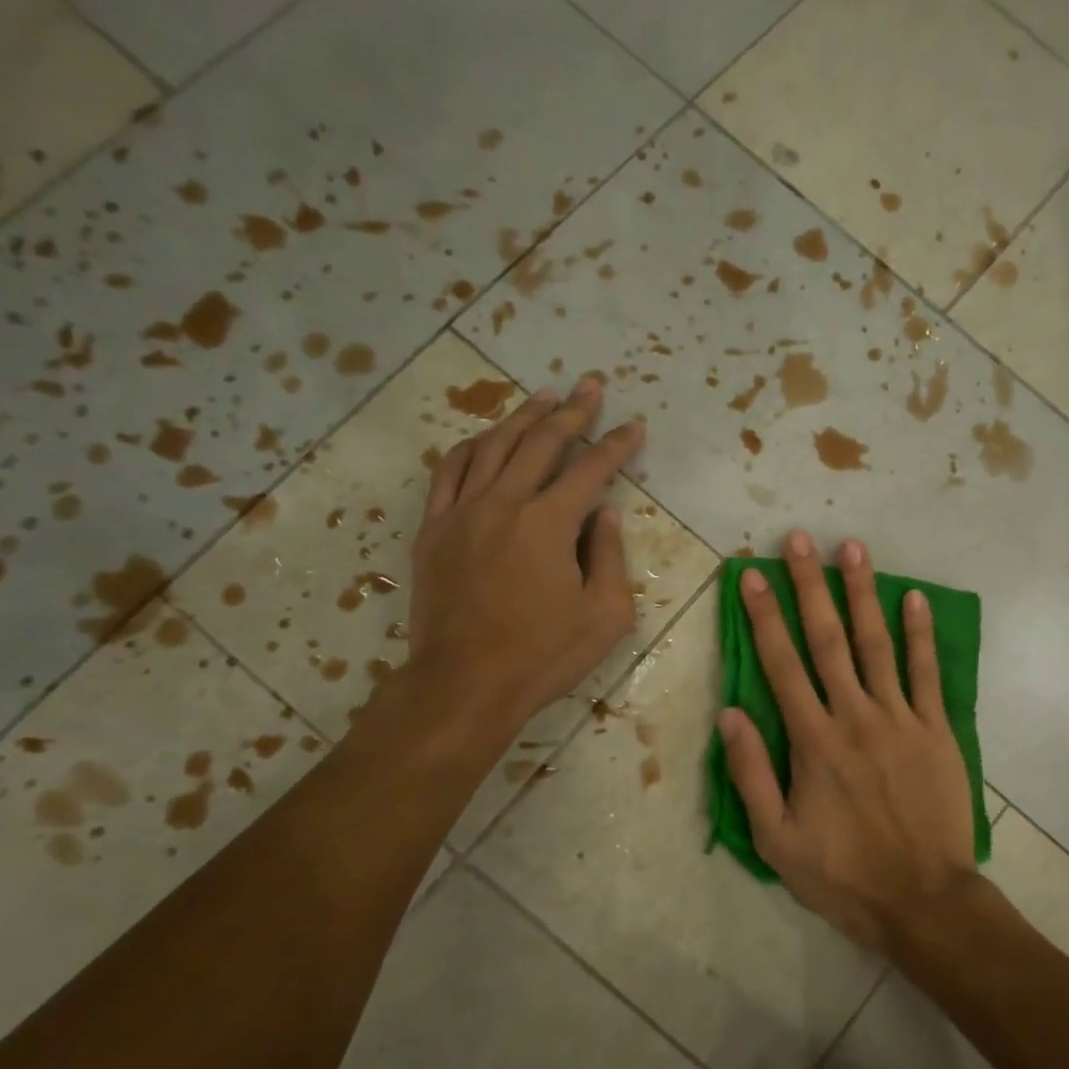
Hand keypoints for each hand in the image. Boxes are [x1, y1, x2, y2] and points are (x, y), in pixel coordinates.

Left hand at [400, 373, 644, 745]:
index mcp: (549, 523)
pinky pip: (449, 472)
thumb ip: (609, 557)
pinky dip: (470, 447)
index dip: (617, 444)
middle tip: (590, 385)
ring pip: (493, 446)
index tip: (635, 425)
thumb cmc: (543, 655)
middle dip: (572, 410)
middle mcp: (504, 503)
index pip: (591, 469)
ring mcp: (462, 512)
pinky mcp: (434, 530)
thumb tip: (605, 514)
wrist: (465, 684)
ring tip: (544, 398)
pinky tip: (485, 438)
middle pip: (541, 442)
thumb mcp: (605, 615)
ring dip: (522, 418)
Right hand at [716, 531, 978, 950]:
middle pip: (827, 639)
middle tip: (800, 540)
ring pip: (877, 644)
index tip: (751, 575)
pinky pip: (926, 674)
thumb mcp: (776, 840)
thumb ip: (750, 774)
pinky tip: (914, 599)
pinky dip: (920, 634)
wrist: (922, 900)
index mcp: (812, 740)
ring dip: (862, 594)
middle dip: (810, 586)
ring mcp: (900, 719)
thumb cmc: (843, 874)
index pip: (780, 664)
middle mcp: (854, 716)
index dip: (763, 616)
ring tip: (854, 549)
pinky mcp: (936, 731)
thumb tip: (729, 714)